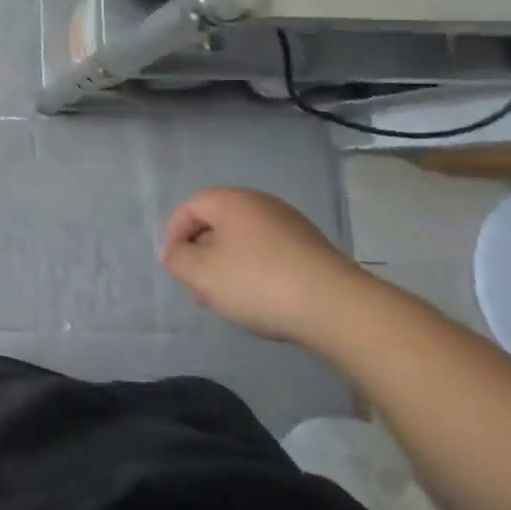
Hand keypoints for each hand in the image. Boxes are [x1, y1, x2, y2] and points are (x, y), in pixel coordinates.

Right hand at [159, 188, 372, 344]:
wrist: (337, 307)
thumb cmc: (259, 282)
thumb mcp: (202, 274)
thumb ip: (177, 259)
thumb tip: (175, 253)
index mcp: (232, 201)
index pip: (191, 206)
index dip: (174, 234)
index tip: (173, 265)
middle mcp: (262, 204)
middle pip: (218, 223)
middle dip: (201, 253)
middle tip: (197, 286)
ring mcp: (291, 226)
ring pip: (245, 241)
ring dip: (227, 266)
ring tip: (225, 300)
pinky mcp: (312, 250)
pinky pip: (270, 254)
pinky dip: (255, 272)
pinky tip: (259, 302)